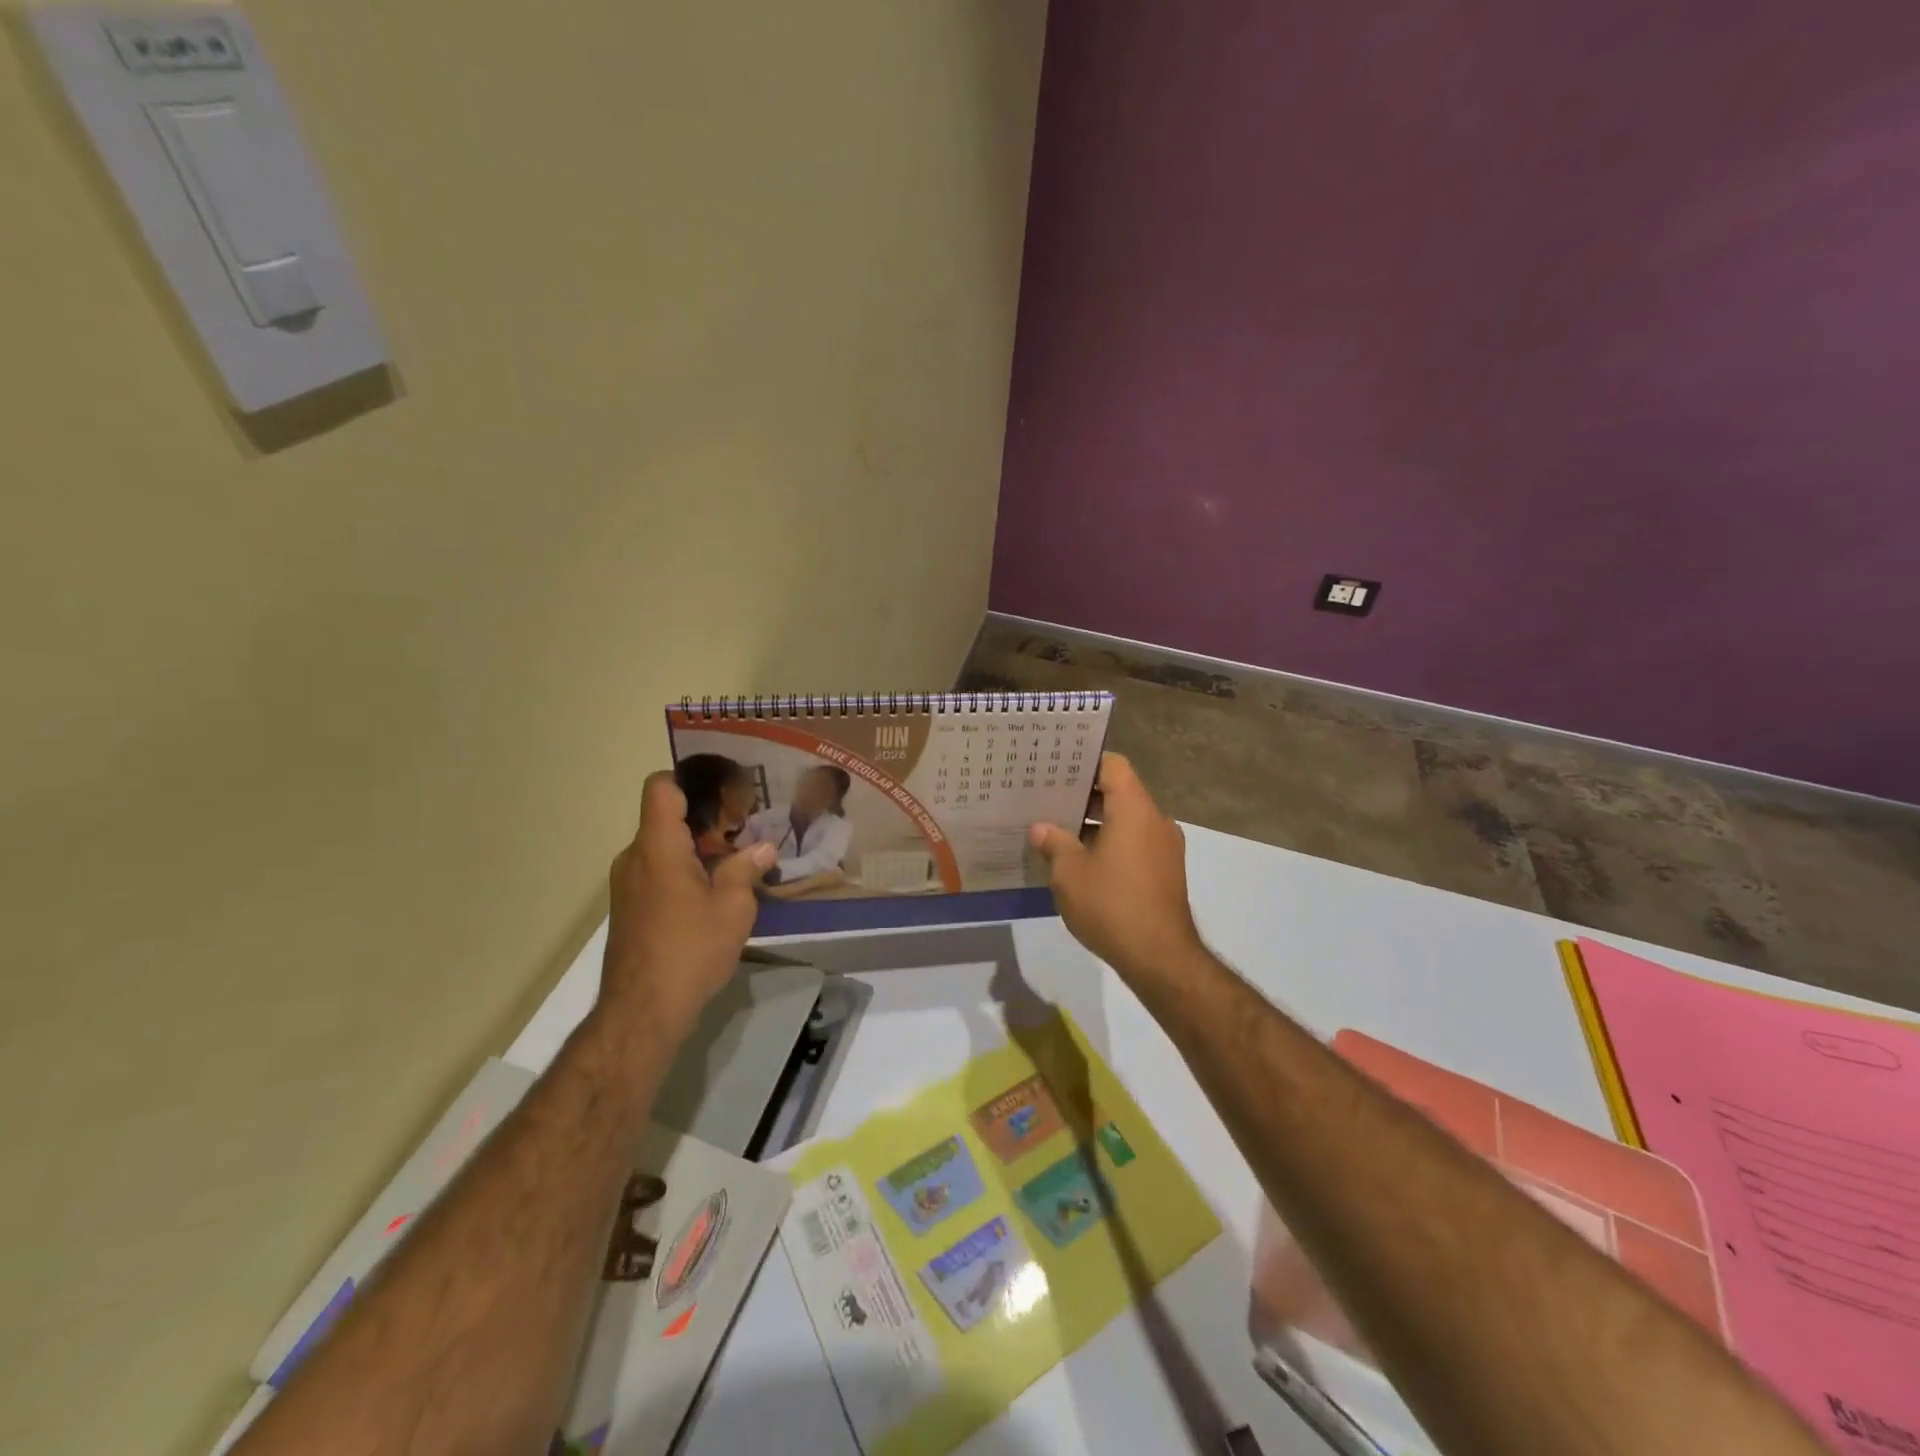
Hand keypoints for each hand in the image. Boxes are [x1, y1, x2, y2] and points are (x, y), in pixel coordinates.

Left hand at [599, 772, 775, 1038]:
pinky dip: (684, 873)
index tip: (723, 787)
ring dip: (697, 851)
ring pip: (663, 849)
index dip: (689, 778)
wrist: (641, 1013)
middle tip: (746, 829)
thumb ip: (746, 870)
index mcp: (658, 847)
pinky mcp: (629, 910)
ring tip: (737, 863)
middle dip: (706, 820)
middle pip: (666, 819)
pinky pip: (657, 874)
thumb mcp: (732, 908)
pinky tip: (714, 895)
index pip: (661, 788)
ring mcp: (627, 885)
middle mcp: (635, 858)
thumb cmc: (690, 950)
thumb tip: (763, 848)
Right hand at [1029, 753, 1204, 988]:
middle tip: (1047, 797)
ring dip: (1096, 823)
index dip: (1085, 761)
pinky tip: (1082, 862)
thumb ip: (1054, 843)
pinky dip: (1111, 844)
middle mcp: (1155, 820)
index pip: (1113, 765)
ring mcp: (1165, 848)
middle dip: (1084, 795)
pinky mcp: (1166, 872)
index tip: (1057, 767)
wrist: (1160, 958)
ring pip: (1127, 820)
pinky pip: (1135, 843)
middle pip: (1120, 791)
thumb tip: (1041, 828)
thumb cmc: (1111, 905)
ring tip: (1058, 830)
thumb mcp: (1069, 873)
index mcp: (1134, 809)